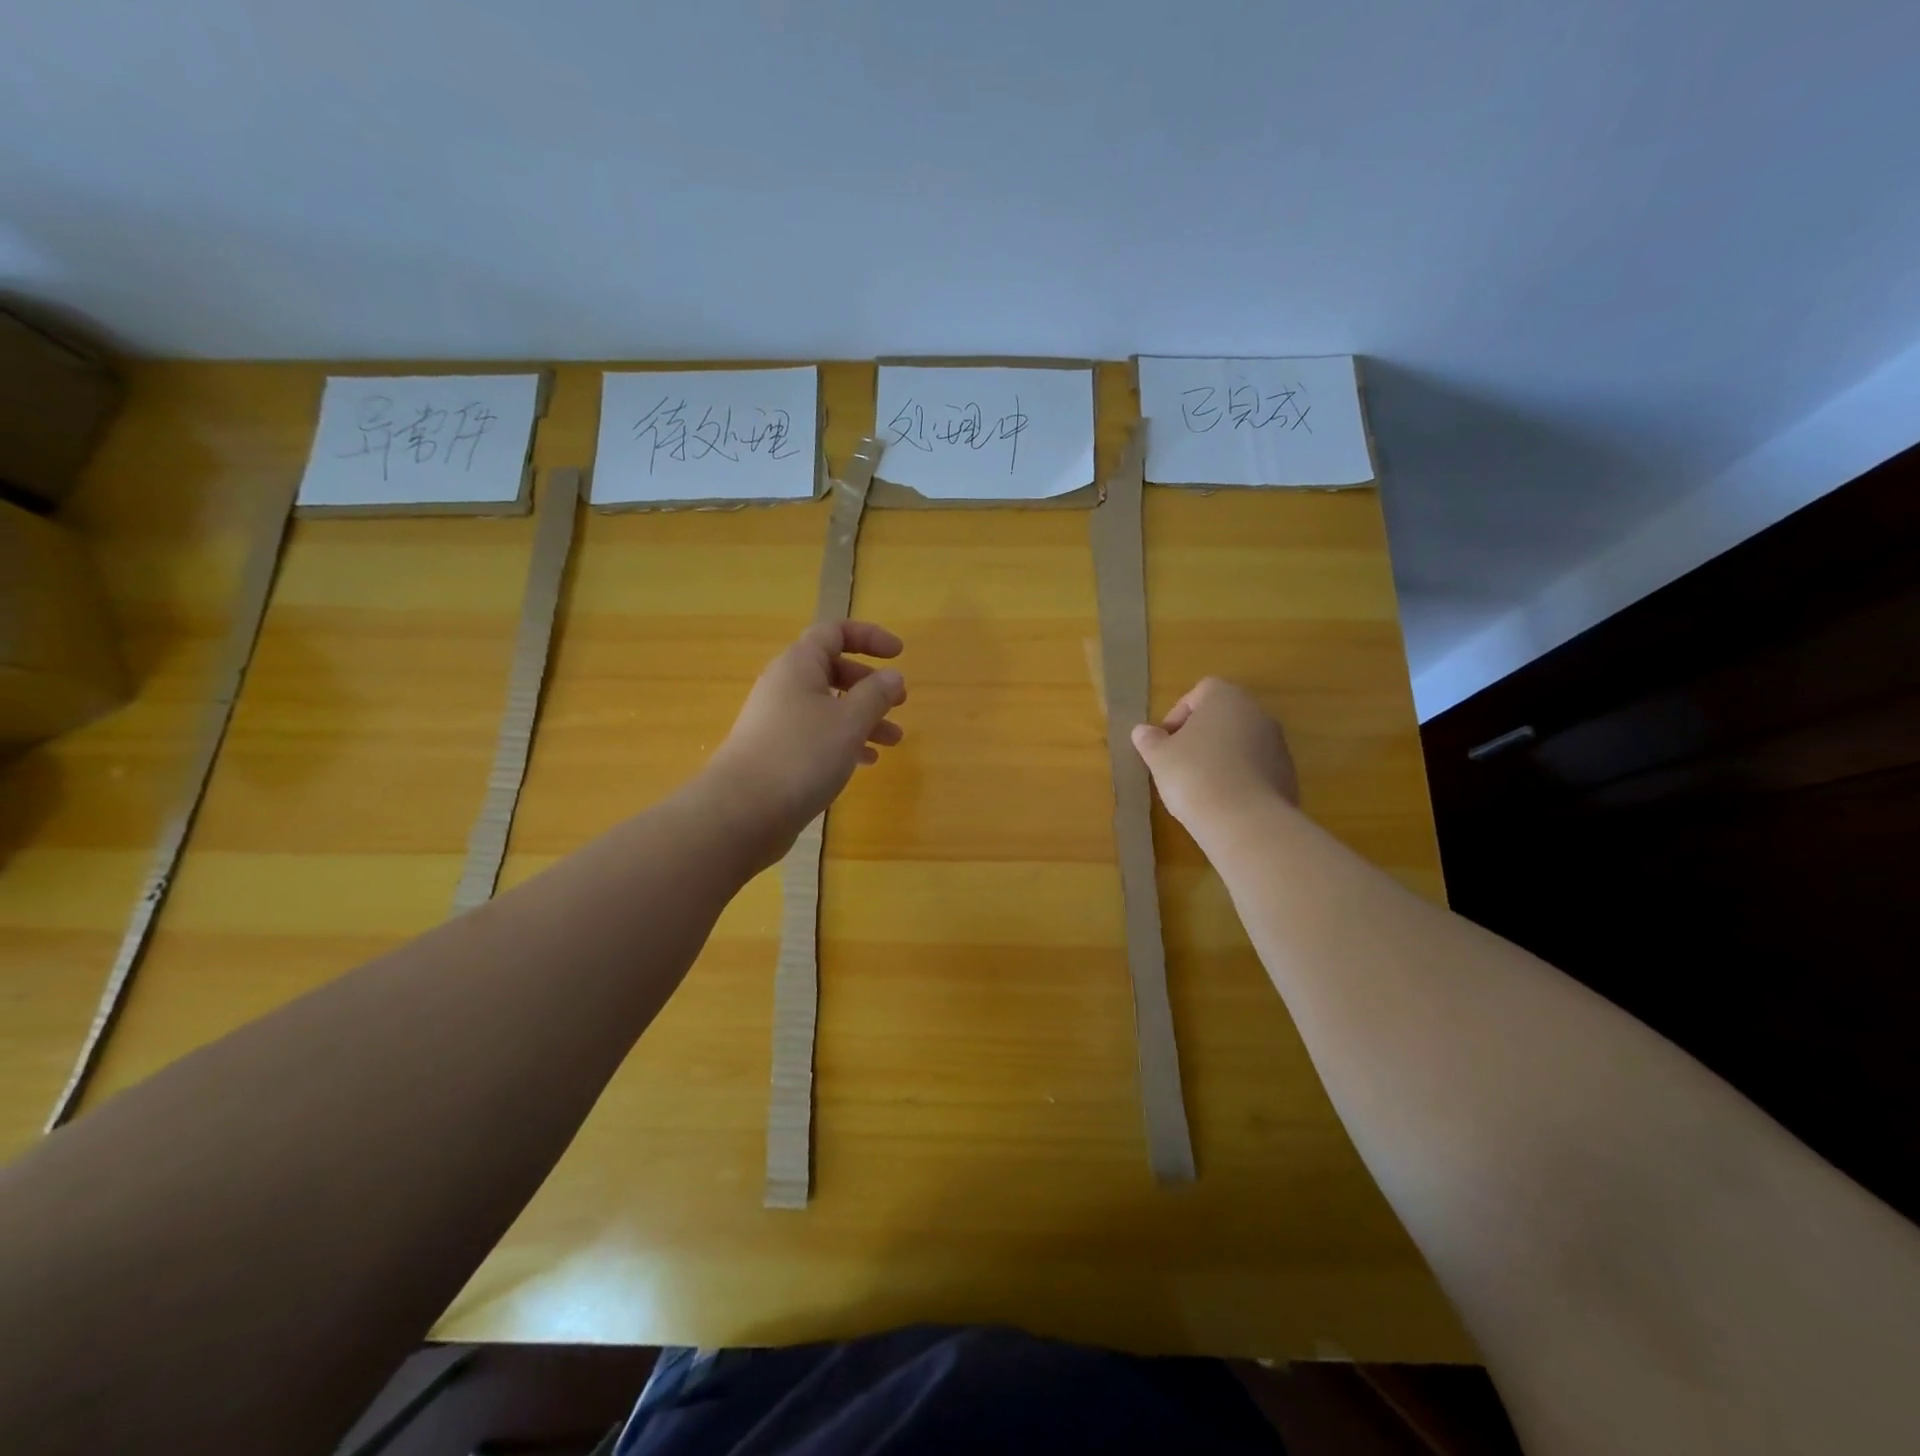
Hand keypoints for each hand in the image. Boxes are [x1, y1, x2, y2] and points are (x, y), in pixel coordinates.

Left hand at [703, 620, 906, 868]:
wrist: (743, 811)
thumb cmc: (802, 754)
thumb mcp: (849, 721)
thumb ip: (876, 695)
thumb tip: (893, 677)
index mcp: (799, 665)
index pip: (834, 632)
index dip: (869, 636)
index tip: (899, 654)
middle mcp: (785, 686)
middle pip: (832, 670)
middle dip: (870, 684)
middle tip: (899, 702)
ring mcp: (778, 721)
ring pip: (828, 707)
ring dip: (864, 718)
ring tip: (894, 741)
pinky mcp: (778, 752)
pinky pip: (817, 735)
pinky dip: (844, 742)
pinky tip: (866, 762)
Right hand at [1130, 677, 1298, 833]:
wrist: (1245, 821)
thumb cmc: (1194, 775)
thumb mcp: (1159, 757)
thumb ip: (1150, 740)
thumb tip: (1143, 731)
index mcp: (1226, 698)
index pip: (1199, 692)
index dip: (1178, 715)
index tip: (1165, 742)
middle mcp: (1258, 713)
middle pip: (1223, 717)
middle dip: (1200, 737)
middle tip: (1179, 763)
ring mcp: (1278, 745)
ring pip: (1241, 744)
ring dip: (1221, 758)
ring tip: (1200, 787)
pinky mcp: (1288, 776)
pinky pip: (1256, 770)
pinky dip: (1239, 779)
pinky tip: (1223, 802)